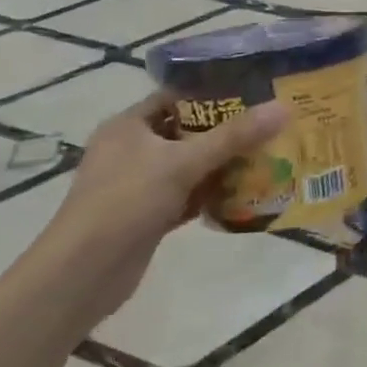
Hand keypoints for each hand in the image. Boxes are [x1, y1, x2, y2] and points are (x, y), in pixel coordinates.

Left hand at [7, 93, 288, 334]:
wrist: (83, 273)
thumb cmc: (126, 202)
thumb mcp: (183, 163)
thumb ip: (234, 136)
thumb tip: (283, 108)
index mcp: (128, 126)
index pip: (175, 97)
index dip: (213, 94)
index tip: (254, 94)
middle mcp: (131, 150)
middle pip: (186, 132)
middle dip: (226, 132)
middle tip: (269, 127)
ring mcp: (138, 185)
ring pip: (189, 166)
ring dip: (222, 165)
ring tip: (266, 157)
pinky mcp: (147, 215)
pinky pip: (187, 196)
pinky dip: (211, 194)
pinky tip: (244, 194)